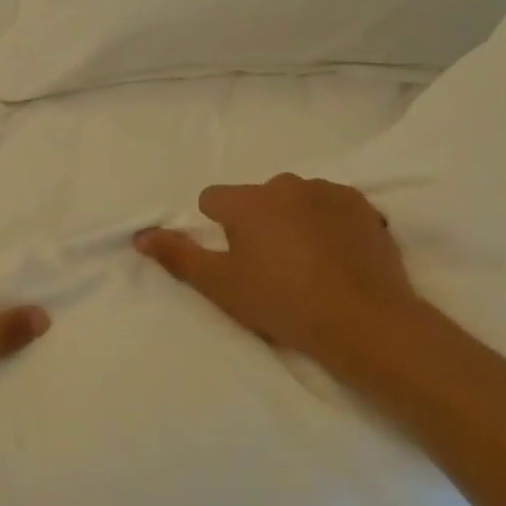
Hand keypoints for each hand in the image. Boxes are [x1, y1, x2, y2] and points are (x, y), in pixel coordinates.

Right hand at [135, 175, 423, 362]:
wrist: (365, 321)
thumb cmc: (282, 302)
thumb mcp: (220, 285)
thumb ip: (177, 255)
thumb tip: (140, 235)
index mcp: (247, 200)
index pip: (212, 200)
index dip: (218, 229)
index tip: (235, 261)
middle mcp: (285, 184)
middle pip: (256, 197)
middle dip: (258, 222)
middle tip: (272, 266)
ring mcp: (328, 191)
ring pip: (295, 199)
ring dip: (294, 219)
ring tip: (309, 263)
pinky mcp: (363, 206)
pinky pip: (332, 206)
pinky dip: (329, 223)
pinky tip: (338, 256)